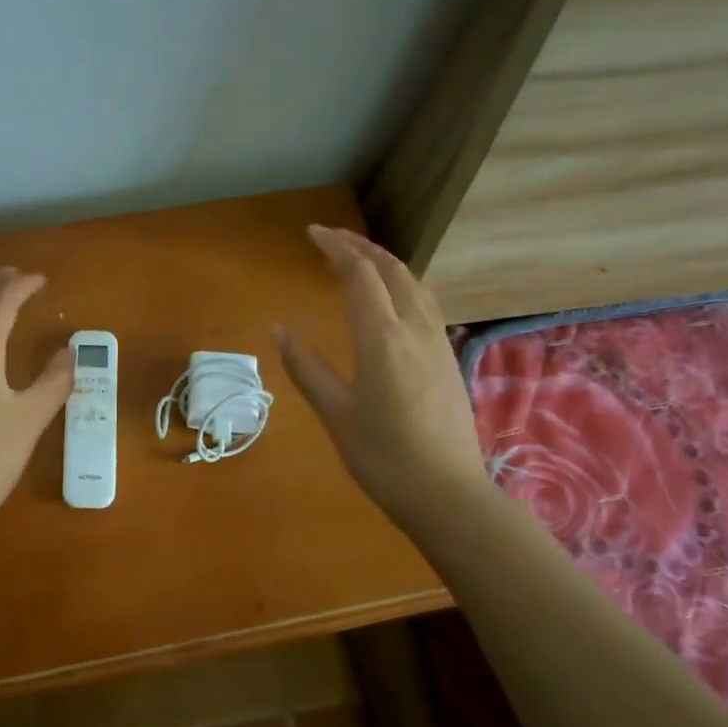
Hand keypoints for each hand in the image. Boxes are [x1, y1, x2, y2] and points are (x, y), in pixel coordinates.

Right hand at [276, 226, 488, 530]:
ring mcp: (437, 342)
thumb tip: (279, 328)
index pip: (360, 274)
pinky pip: (425, 303)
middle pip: (392, 270)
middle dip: (361, 247)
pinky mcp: (448, 358)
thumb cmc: (383, 457)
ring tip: (359, 261)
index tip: (312, 233)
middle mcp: (415, 329)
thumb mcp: (336, 413)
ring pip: (414, 284)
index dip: (336, 247)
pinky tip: (392, 300)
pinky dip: (402, 285)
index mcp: (382, 338)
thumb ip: (307, 366)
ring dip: (385, 263)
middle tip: (332, 239)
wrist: (447, 494)